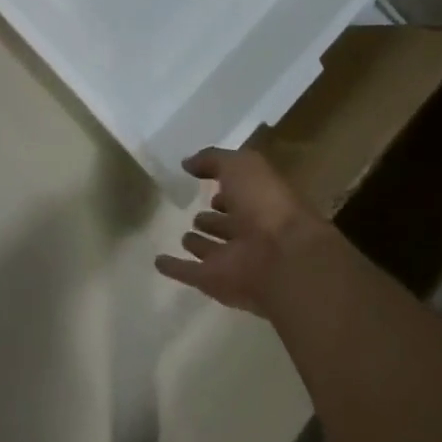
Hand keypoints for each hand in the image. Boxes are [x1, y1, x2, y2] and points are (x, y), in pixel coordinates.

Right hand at [155, 148, 339, 316]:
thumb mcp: (240, 165)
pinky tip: (158, 262)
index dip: (226, 190)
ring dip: (199, 245)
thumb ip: (213, 159)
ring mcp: (233, 260)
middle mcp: (250, 232)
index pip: (240, 195)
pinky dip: (175, 268)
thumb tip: (188, 163)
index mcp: (261, 204)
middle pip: (228, 225)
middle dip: (213, 220)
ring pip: (212, 251)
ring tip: (183, 237)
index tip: (207, 184)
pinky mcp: (215, 282)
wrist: (283, 259)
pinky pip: (190, 272)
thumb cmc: (265, 204)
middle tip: (196, 216)